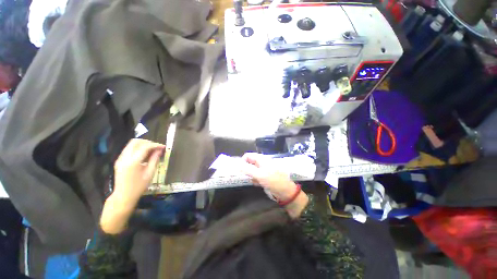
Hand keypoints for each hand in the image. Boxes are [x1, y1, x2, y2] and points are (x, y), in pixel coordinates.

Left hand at [101, 139, 164, 233]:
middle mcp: (124, 158)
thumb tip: (160, 150)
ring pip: (131, 144)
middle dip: (148, 142)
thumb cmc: (139, 186)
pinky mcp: (119, 160)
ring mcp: (120, 159)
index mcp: (133, 162)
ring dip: (142, 145)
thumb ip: (155, 159)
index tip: (163, 147)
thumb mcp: (150, 173)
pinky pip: (129, 149)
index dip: (155, 145)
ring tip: (151, 151)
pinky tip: (144, 155)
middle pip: (135, 142)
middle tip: (156, 148)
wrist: (123, 196)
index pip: (145, 147)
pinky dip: (137, 149)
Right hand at [242, 153, 297, 200]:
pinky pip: (256, 176)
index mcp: (261, 159)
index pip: (248, 155)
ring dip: (251, 176)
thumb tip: (237, 164)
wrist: (285, 191)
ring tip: (254, 181)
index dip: (242, 161)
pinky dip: (255, 180)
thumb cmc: (273, 181)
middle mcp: (262, 163)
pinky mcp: (265, 176)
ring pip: (252, 170)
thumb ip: (247, 169)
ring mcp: (263, 170)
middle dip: (246, 170)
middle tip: (246, 176)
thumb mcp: (259, 174)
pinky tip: (258, 184)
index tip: (239, 170)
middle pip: (250, 163)